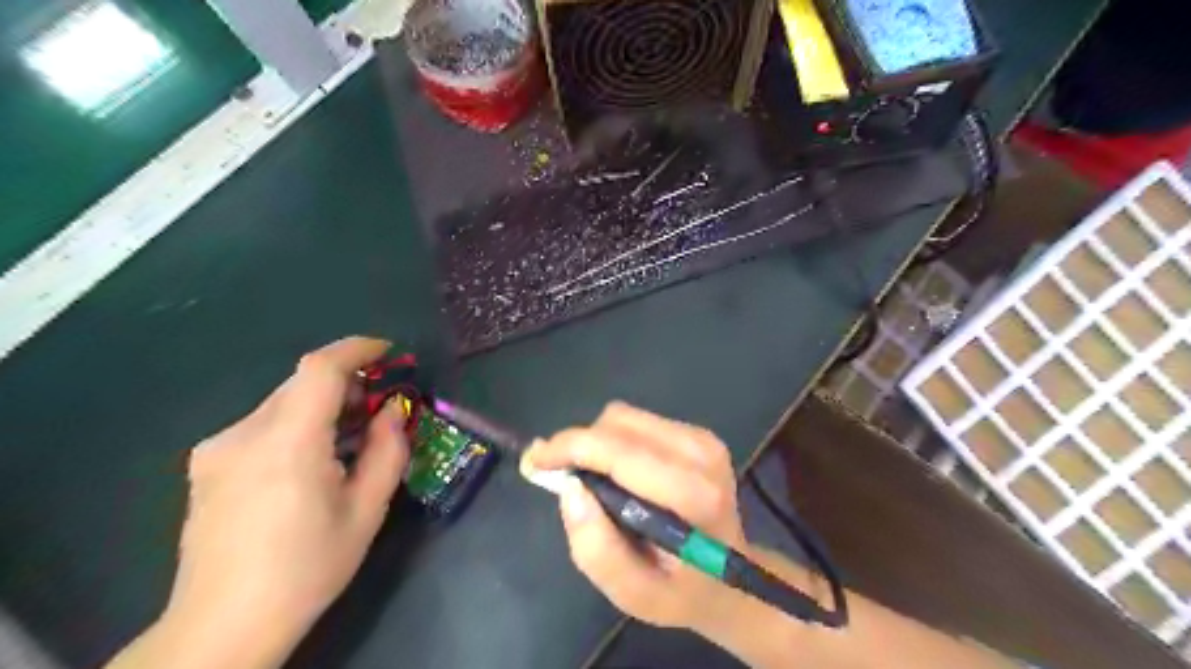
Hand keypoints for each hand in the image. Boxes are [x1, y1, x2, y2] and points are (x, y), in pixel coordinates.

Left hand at [161, 338, 409, 661]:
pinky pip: (262, 424)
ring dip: (321, 405)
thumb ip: (387, 450)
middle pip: (301, 383)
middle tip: (378, 407)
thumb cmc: (307, 568)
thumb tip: (392, 411)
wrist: (223, 625)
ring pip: (282, 403)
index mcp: (288, 443)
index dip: (355, 349)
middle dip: (346, 382)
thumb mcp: (366, 511)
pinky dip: (296, 424)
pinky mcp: (206, 465)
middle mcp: (244, 434)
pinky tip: (310, 460)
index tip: (386, 351)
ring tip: (349, 437)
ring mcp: (217, 449)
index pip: (320, 369)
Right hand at [523, 401, 741, 633]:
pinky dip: (615, 442)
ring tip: (593, 481)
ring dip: (596, 443)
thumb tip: (569, 489)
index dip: (571, 448)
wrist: (731, 577)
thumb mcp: (634, 595)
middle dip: (580, 445)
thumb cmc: (681, 591)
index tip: (536, 460)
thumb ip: (597, 549)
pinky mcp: (698, 434)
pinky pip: (637, 421)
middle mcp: (701, 454)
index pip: (621, 452)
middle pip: (618, 423)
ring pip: (624, 416)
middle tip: (560, 476)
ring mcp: (703, 439)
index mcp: (694, 495)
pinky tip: (619, 474)